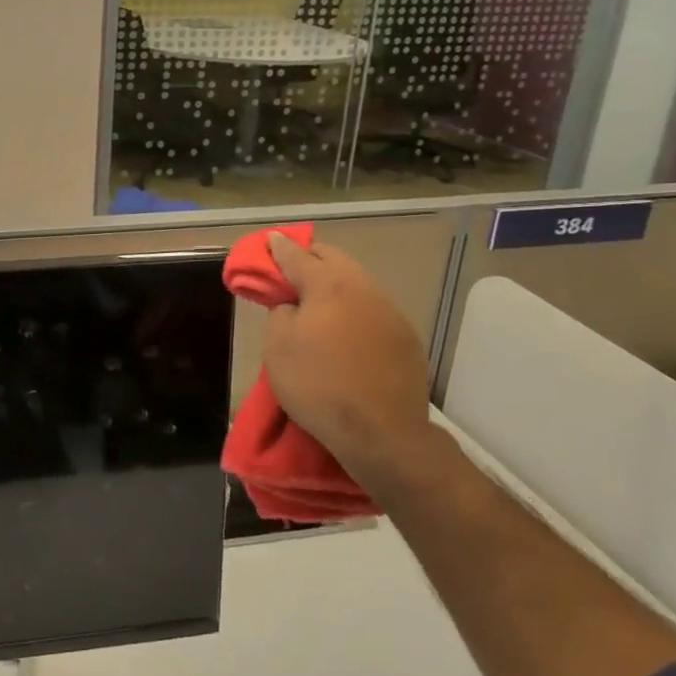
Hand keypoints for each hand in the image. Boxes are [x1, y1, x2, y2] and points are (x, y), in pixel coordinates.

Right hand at [262, 232, 433, 490]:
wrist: (382, 434)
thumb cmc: (318, 385)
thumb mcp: (277, 347)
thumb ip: (280, 311)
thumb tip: (292, 303)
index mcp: (328, 285)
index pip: (296, 255)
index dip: (278, 248)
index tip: (269, 242)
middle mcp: (363, 288)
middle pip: (333, 258)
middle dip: (309, 258)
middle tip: (290, 272)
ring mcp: (390, 311)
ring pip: (357, 281)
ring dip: (335, 283)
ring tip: (317, 303)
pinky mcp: (406, 337)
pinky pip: (373, 308)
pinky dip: (354, 308)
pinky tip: (345, 331)